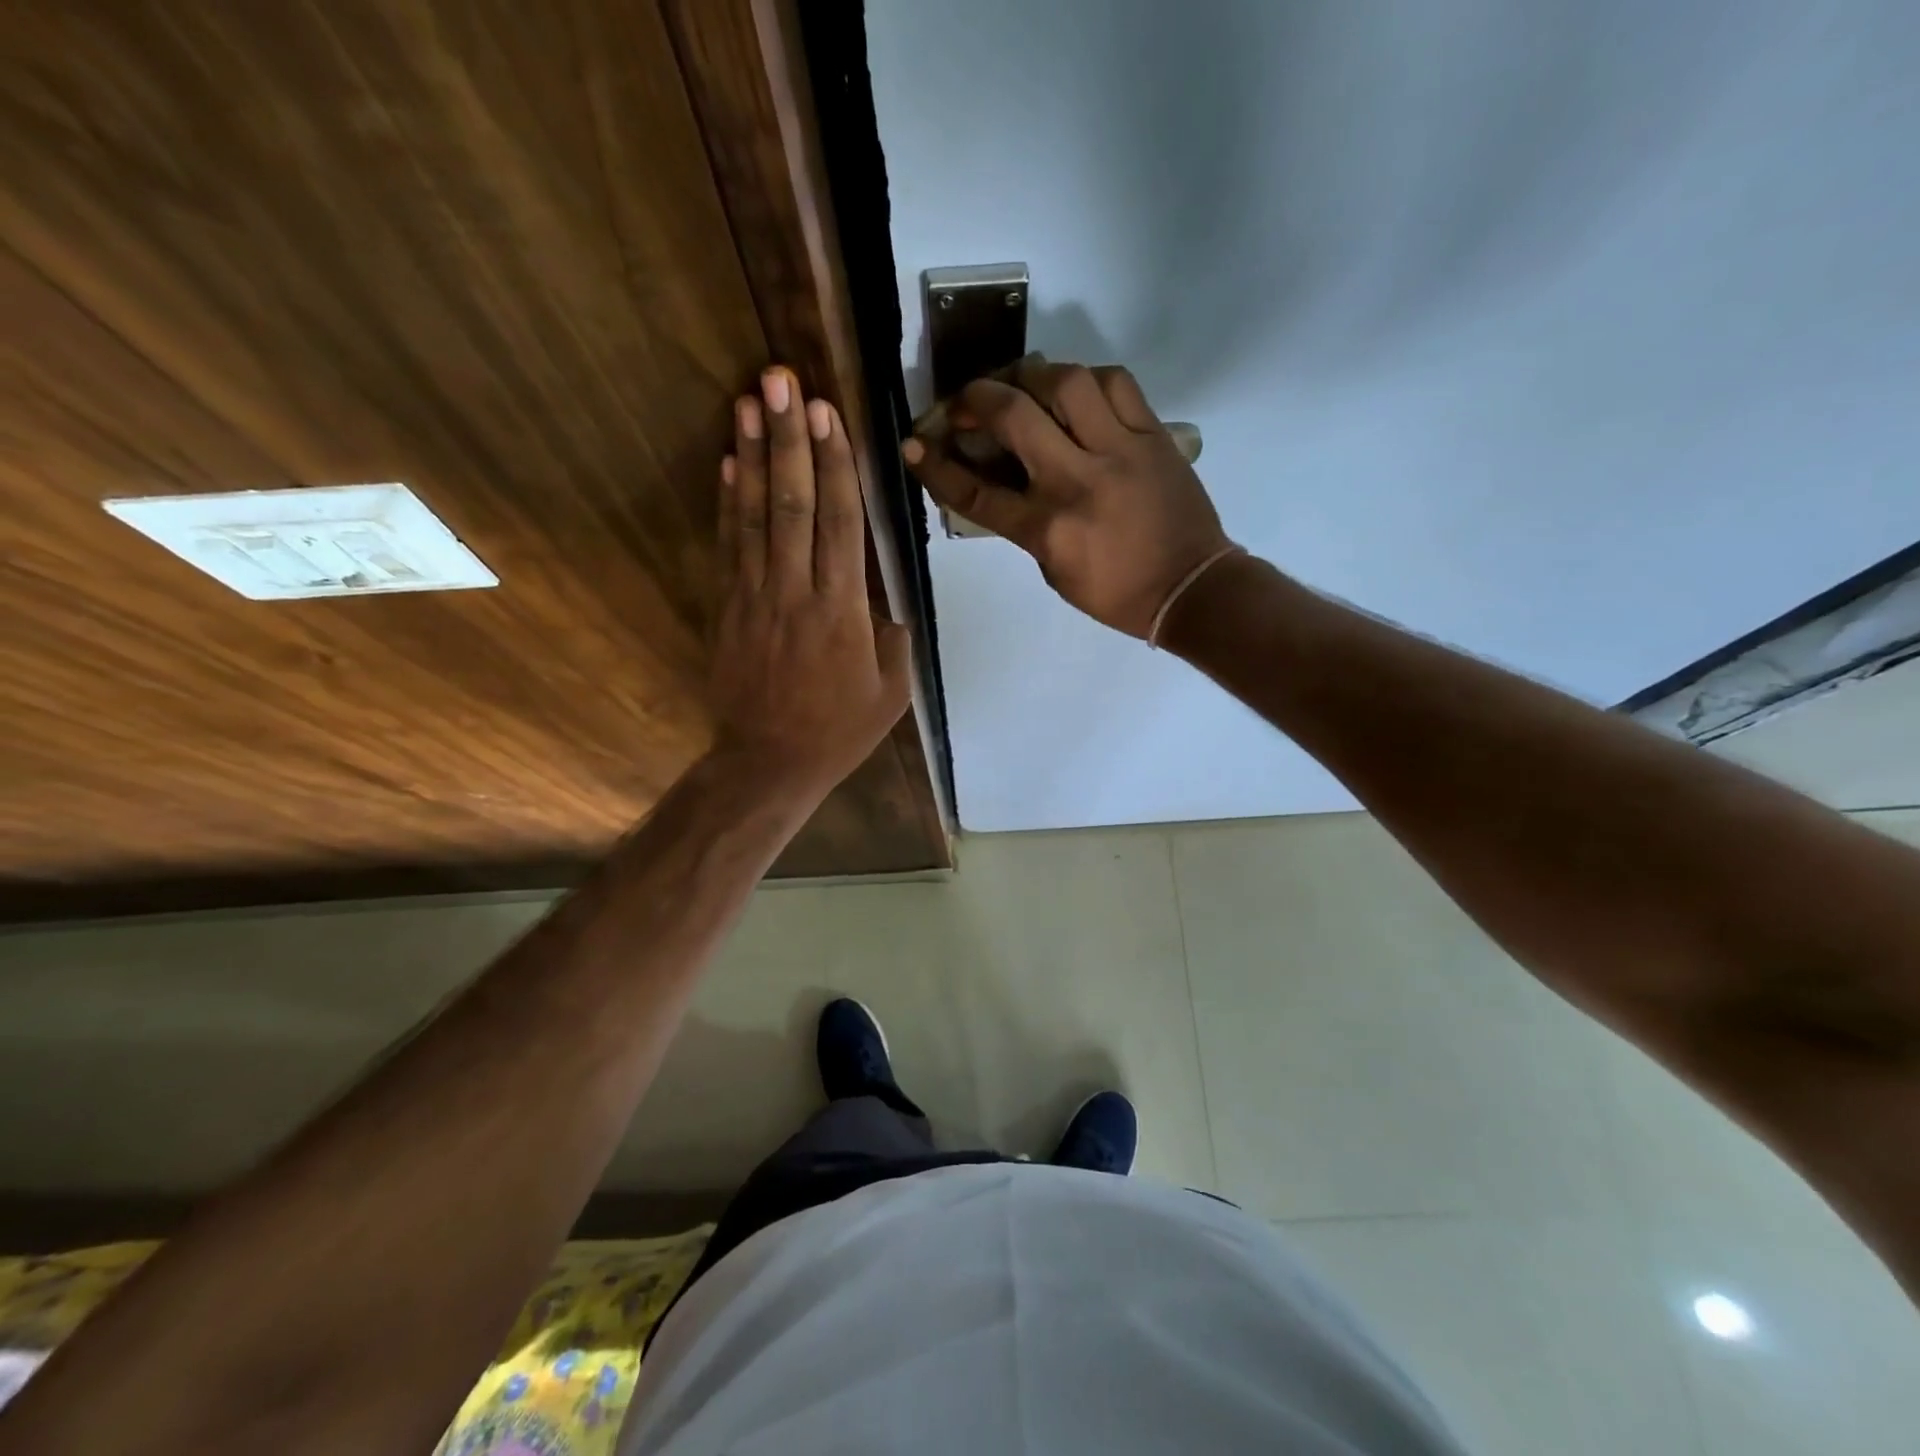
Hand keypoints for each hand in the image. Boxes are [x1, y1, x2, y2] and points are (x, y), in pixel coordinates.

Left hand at [708, 367, 912, 800]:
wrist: (769, 762)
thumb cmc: (839, 730)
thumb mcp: (891, 691)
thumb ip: (893, 637)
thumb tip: (883, 598)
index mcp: (842, 611)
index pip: (839, 523)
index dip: (834, 465)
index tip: (827, 414)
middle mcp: (796, 592)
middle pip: (792, 504)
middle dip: (788, 439)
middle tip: (780, 381)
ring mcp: (755, 597)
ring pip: (754, 516)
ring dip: (752, 456)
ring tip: (750, 402)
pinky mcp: (727, 608)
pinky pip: (728, 546)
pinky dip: (727, 502)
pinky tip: (727, 462)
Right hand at [903, 357, 1231, 638]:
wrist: (1191, 587)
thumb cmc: (1116, 593)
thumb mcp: (1054, 570)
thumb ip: (1024, 524)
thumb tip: (1000, 479)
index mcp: (1049, 528)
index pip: (977, 492)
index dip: (938, 466)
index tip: (915, 445)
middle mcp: (1078, 480)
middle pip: (1013, 415)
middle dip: (976, 397)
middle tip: (967, 401)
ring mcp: (1119, 451)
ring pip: (1066, 382)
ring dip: (1031, 375)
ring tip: (1021, 385)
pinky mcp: (1154, 435)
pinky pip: (1116, 383)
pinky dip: (1087, 378)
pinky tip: (1076, 390)